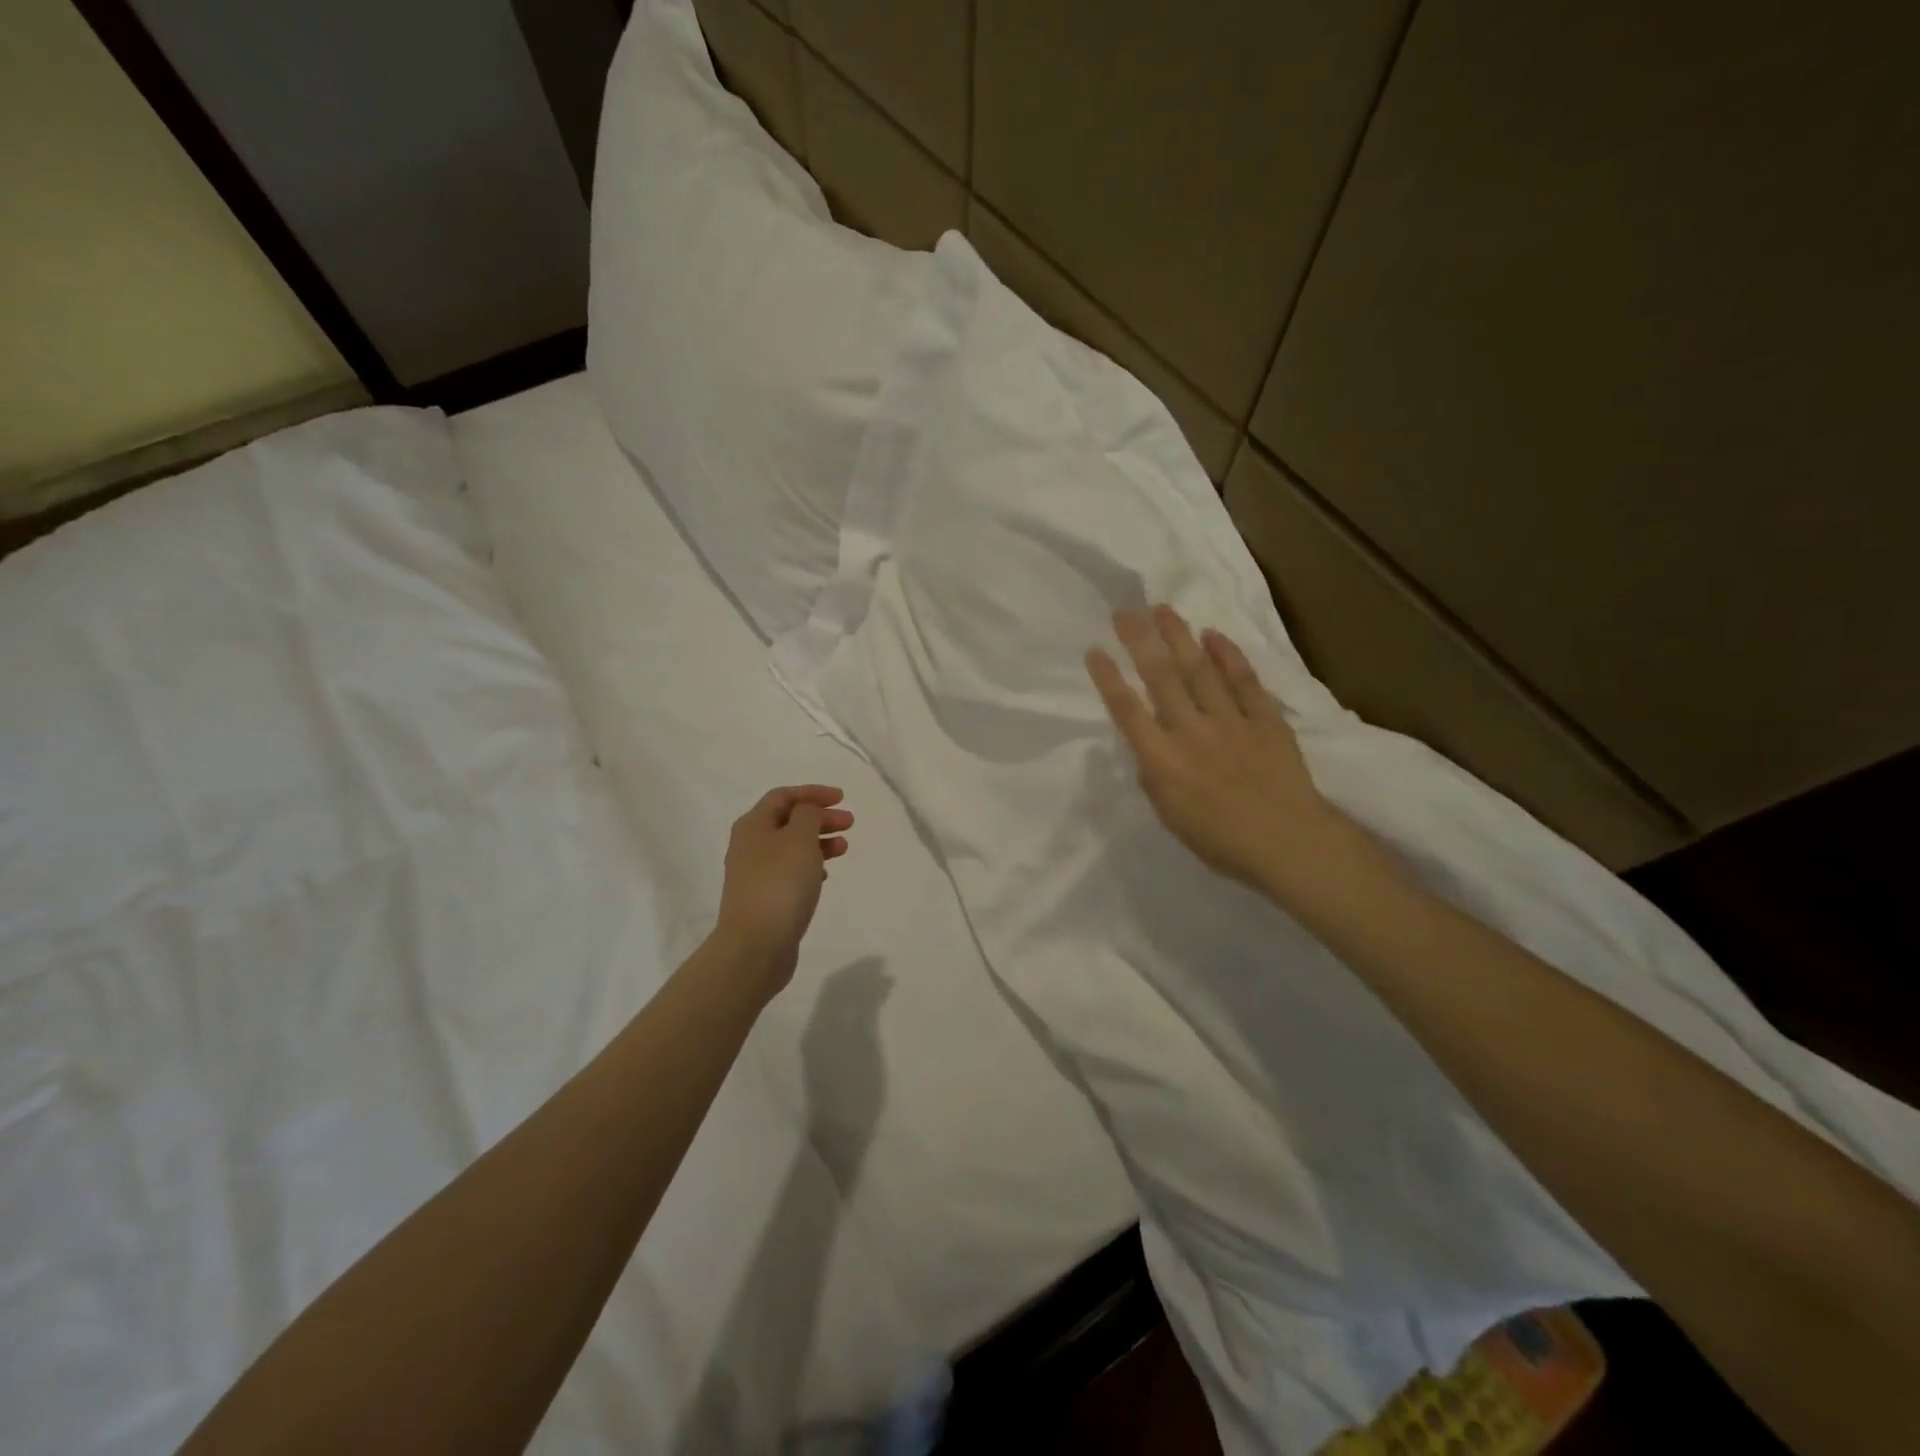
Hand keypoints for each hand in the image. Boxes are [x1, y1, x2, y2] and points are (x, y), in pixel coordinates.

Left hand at [713, 785, 852, 995]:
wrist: (755, 945)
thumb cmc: (780, 883)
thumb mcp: (800, 838)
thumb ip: (808, 815)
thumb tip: (807, 813)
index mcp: (753, 825)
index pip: (783, 796)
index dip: (813, 793)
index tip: (842, 798)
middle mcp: (749, 846)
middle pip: (788, 821)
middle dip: (820, 818)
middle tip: (849, 824)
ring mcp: (755, 874)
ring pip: (791, 847)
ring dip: (818, 842)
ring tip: (843, 849)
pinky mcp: (764, 899)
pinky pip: (789, 872)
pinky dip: (810, 866)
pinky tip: (825, 875)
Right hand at [1087, 605, 1344, 895]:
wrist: (1287, 843)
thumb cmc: (1221, 841)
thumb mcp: (1170, 816)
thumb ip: (1154, 778)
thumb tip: (1148, 751)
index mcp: (1162, 759)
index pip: (1127, 710)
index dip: (1108, 678)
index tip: (1095, 650)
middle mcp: (1191, 730)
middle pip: (1160, 677)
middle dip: (1139, 641)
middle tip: (1125, 612)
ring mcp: (1230, 721)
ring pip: (1199, 670)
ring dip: (1179, 637)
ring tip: (1163, 609)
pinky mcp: (1265, 719)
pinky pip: (1245, 681)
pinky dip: (1229, 656)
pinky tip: (1214, 635)